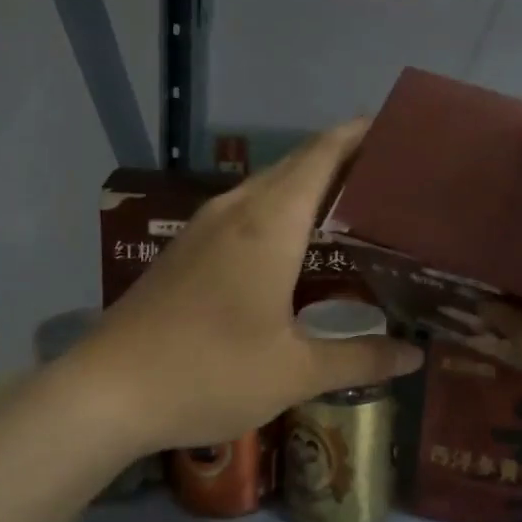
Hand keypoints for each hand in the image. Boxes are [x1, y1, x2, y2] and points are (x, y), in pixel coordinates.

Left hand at [71, 122, 422, 455]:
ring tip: (354, 205)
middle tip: (393, 176)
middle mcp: (236, 211)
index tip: (399, 129)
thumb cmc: (208, 373)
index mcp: (269, 224)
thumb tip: (414, 355)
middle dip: (342, 159)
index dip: (359, 135)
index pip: (322, 155)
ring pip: (267, 187)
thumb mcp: (294, 372)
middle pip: (296, 164)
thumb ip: (359, 358)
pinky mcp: (185, 249)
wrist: (107, 391)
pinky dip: (280, 210)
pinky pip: (245, 211)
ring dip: (309, 185)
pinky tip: (296, 245)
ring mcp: (203, 228)